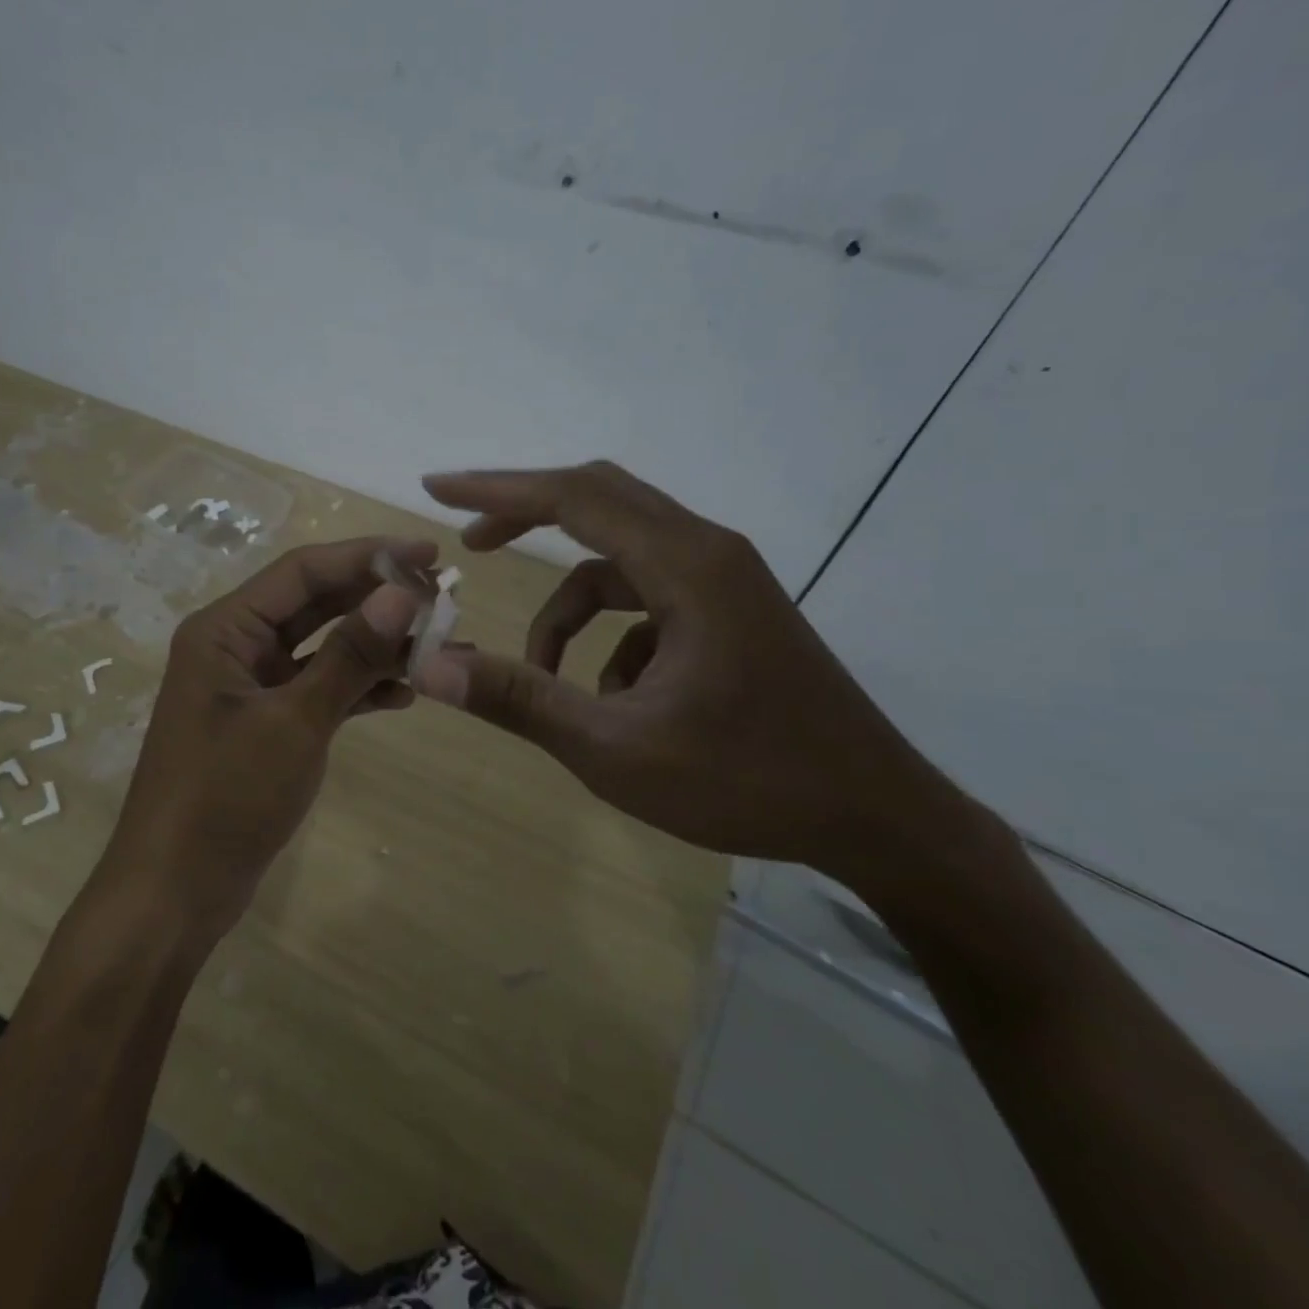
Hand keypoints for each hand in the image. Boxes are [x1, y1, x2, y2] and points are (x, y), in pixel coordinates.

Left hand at [101, 535, 434, 939]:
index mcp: (226, 630)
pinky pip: (320, 688)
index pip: (304, 571)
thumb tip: (404, 592)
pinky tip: (405, 693)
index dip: (368, 556)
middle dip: (378, 600)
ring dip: (376, 646)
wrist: (175, 894)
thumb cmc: (225, 798)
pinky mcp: (267, 723)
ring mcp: (252, 687)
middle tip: (444, 597)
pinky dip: (359, 688)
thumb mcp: (295, 722)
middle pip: (316, 604)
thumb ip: (350, 655)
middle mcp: (236, 646)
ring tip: (438, 645)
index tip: (429, 553)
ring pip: (323, 648)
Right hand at [410, 463, 963, 881]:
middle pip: (599, 502)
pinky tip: (617, 700)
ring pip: (620, 561)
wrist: (878, 819)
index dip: (498, 489)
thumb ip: (520, 700)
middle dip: (526, 517)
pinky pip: (648, 600)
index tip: (437, 488)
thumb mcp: (616, 749)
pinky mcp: (732, 612)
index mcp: (686, 566)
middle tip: (470, 545)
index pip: (573, 497)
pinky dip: (611, 636)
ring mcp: (725, 580)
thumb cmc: (749, 782)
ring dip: (570, 608)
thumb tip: (430, 666)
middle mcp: (707, 552)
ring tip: (547, 678)